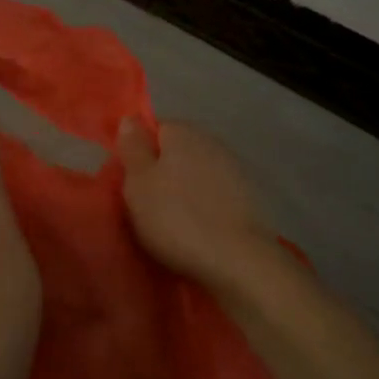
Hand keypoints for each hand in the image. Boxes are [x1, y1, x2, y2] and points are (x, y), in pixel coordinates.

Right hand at [118, 120, 279, 292]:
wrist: (238, 260)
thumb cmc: (176, 218)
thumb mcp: (138, 182)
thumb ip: (133, 147)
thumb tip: (130, 119)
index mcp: (183, 132)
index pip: (154, 129)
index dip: (138, 153)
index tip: (129, 181)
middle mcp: (212, 142)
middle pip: (176, 151)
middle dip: (161, 173)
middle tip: (144, 205)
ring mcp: (235, 170)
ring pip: (196, 174)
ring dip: (183, 191)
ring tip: (170, 222)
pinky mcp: (249, 198)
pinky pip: (214, 195)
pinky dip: (204, 207)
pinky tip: (197, 230)